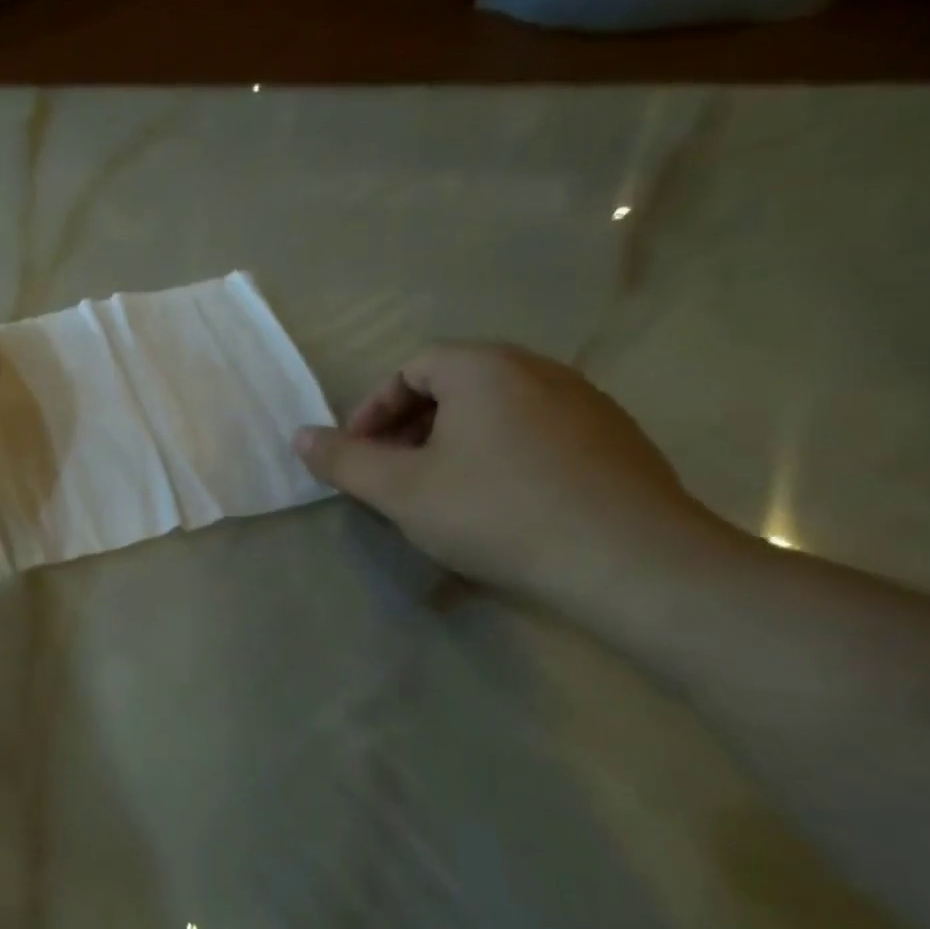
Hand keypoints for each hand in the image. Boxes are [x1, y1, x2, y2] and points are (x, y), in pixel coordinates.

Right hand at [293, 343, 723, 606]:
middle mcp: (539, 370)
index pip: (412, 367)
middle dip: (410, 426)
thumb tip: (299, 436)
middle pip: (454, 384)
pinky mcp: (615, 440)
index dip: (374, 409)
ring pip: (496, 409)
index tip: (360, 455)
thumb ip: (343, 460)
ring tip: (439, 491)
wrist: (630, 561)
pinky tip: (498, 503)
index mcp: (485, 368)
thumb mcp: (399, 490)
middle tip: (392, 474)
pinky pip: (535, 431)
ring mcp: (586, 403)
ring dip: (452, 441)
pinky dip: (499, 454)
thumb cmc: (496, 512)